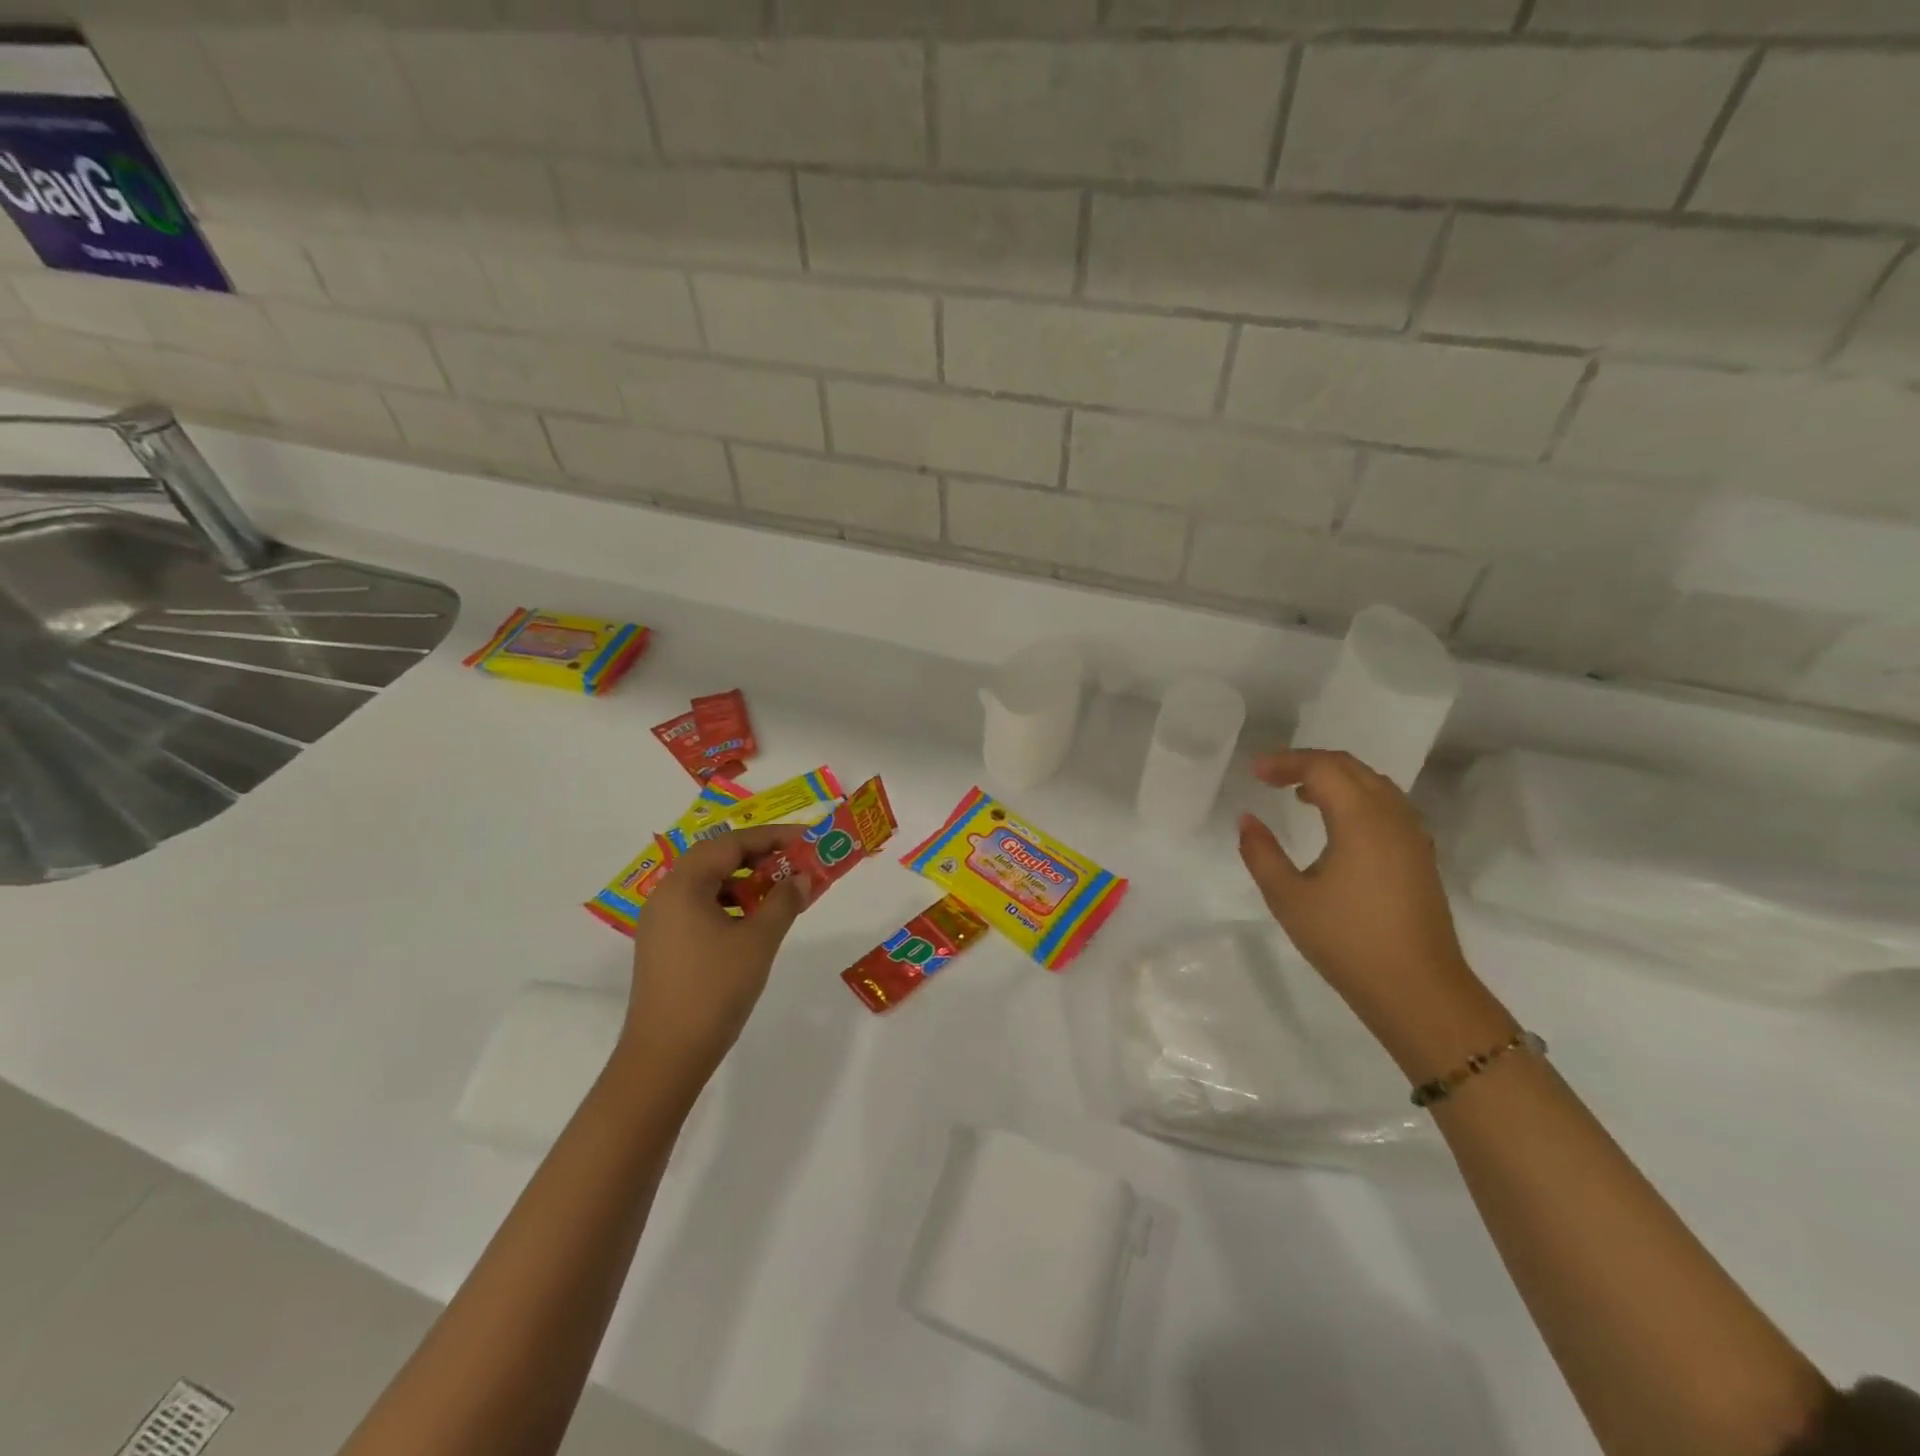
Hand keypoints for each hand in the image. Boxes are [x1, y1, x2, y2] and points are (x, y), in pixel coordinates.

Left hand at [621, 826, 811, 1083]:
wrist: (665, 1056)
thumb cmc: (715, 990)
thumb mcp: (759, 941)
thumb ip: (783, 901)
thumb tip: (802, 877)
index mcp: (684, 885)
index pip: (731, 843)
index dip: (771, 836)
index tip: (805, 838)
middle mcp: (666, 895)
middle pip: (715, 858)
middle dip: (758, 856)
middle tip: (794, 861)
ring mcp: (660, 922)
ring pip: (706, 884)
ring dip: (743, 881)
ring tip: (778, 891)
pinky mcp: (663, 946)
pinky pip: (699, 907)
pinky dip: (728, 904)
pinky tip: (752, 921)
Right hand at [1238, 750, 1511, 1073]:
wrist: (1418, 990)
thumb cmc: (1347, 942)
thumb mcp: (1289, 898)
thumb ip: (1261, 853)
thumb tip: (1247, 819)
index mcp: (1360, 819)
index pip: (1322, 768)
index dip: (1285, 762)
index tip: (1254, 772)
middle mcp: (1392, 816)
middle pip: (1350, 767)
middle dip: (1308, 763)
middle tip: (1270, 776)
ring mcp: (1412, 835)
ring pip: (1373, 784)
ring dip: (1335, 778)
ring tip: (1299, 793)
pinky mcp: (1420, 856)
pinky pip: (1387, 804)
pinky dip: (1356, 797)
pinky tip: (1337, 822)